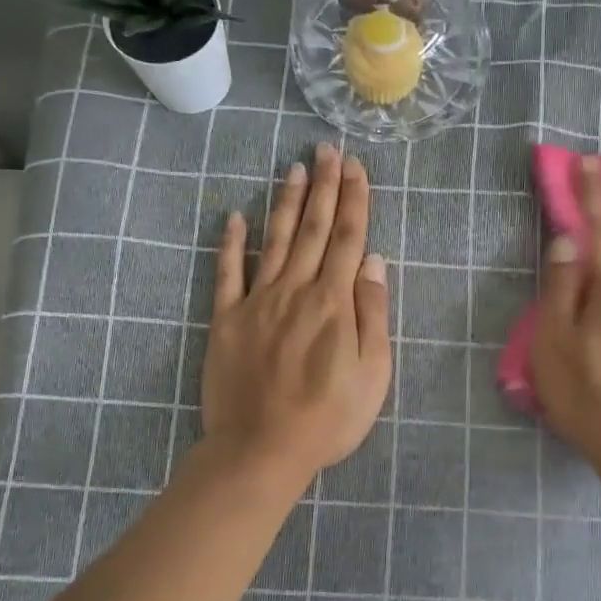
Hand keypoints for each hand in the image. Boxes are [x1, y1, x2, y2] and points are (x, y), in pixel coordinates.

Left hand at [201, 144, 391, 483]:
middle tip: (327, 150)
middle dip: (324, 188)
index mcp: (334, 303)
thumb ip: (373, 314)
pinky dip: (230, 244)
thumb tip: (374, 262)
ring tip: (294, 168)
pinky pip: (227, 273)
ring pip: (275, 241)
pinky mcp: (226, 320)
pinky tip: (233, 217)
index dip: (354, 201)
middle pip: (314, 230)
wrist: (262, 450)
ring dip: (286, 203)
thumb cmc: (328, 418)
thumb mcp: (373, 374)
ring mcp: (257, 302)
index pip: (349, 240)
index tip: (356, 168)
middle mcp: (296, 291)